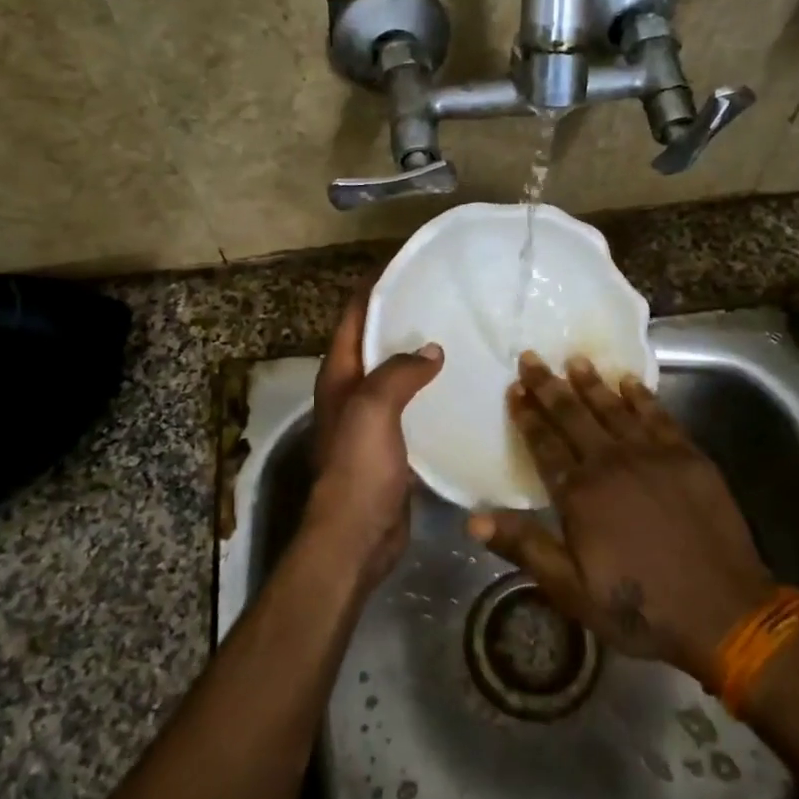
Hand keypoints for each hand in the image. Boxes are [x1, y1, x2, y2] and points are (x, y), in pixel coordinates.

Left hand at [302, 286, 443, 590]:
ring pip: (396, 373)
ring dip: (419, 354)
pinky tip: (459, 384)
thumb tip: (432, 349)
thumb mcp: (374, 407)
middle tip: (444, 297)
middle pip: (376, 342)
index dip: (375, 288)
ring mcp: (371, 418)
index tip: (407, 265)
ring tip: (458, 334)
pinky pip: (412, 405)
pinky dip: (431, 389)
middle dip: (403, 318)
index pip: (354, 317)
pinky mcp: (393, 443)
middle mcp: (351, 391)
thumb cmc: (358, 466)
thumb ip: (400, 371)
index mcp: (339, 375)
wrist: (358, 534)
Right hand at [467, 352, 775, 682]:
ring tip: (574, 360)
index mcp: (579, 494)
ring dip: (591, 383)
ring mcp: (652, 455)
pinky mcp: (688, 457)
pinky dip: (641, 396)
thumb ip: (524, 548)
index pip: (544, 444)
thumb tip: (474, 519)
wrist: (723, 613)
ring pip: (613, 409)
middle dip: (549, 386)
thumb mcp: (571, 590)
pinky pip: (658, 416)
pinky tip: (629, 381)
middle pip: (573, 416)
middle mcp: (611, 463)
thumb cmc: (640, 607)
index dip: (527, 416)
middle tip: (531, 357)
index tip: (514, 389)